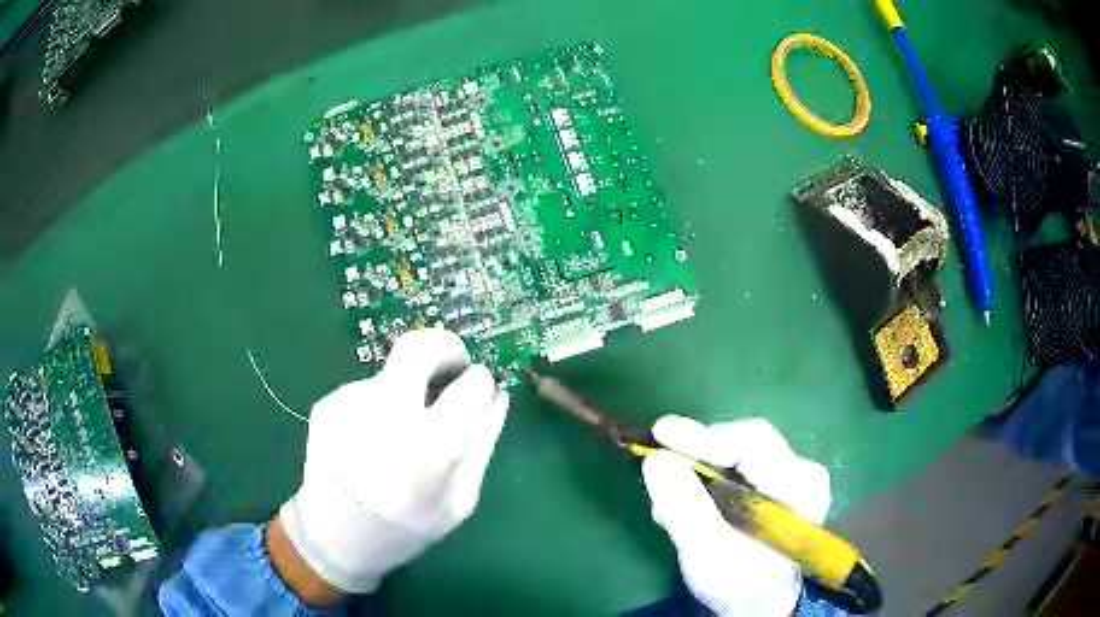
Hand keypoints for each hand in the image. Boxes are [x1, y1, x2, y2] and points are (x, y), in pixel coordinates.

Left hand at [278, 329, 509, 593]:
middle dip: (446, 346)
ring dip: (407, 388)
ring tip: (398, 434)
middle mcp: (386, 412)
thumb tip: (497, 395)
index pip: (471, 384)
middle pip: (420, 346)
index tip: (478, 387)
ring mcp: (350, 403)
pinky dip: (379, 406)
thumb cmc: (406, 527)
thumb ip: (483, 444)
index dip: (480, 382)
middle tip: (453, 365)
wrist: (334, 536)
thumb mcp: (460, 500)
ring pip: (392, 373)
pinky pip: (367, 391)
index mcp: (429, 445)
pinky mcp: (328, 403)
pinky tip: (371, 441)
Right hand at [641, 416, 831, 615]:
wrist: (759, 604)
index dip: (704, 436)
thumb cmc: (738, 583)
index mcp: (801, 486)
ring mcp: (794, 475)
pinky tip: (689, 500)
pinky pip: (739, 466)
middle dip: (698, 455)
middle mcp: (804, 471)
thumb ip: (683, 507)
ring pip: (738, 454)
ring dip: (699, 468)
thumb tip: (656, 457)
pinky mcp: (779, 484)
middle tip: (659, 470)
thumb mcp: (706, 552)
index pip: (753, 443)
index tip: (660, 432)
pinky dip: (709, 478)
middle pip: (745, 445)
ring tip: (669, 500)